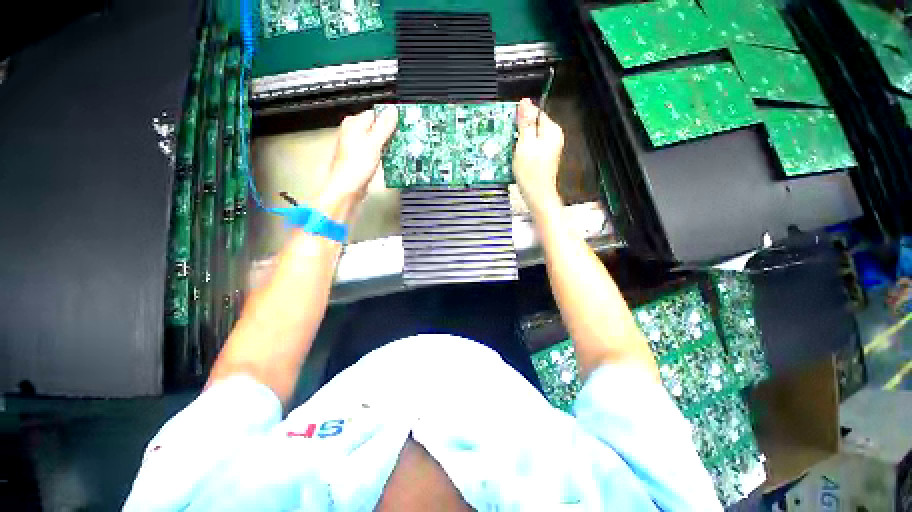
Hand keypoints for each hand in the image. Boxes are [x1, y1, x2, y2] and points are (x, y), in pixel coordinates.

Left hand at [318, 106, 397, 220]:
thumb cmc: (355, 166)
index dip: (391, 119)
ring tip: (401, 148)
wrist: (347, 189)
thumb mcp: (373, 144)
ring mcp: (358, 146)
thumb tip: (393, 110)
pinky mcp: (362, 158)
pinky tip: (391, 158)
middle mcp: (354, 132)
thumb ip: (384, 126)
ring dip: (389, 143)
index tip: (404, 125)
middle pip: (377, 126)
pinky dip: (384, 153)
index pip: (376, 113)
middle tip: (405, 137)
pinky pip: (376, 151)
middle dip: (391, 132)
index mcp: (354, 124)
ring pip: (378, 139)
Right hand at [514, 98, 563, 215]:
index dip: (521, 116)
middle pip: (532, 124)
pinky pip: (531, 147)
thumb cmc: (531, 172)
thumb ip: (525, 123)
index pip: (535, 112)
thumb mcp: (525, 145)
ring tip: (510, 149)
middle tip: (507, 138)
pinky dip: (522, 149)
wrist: (537, 195)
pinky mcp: (542, 157)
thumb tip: (525, 102)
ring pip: (530, 137)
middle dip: (519, 130)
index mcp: (552, 130)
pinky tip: (515, 156)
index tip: (508, 123)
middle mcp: (553, 137)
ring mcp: (548, 148)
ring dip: (518, 141)